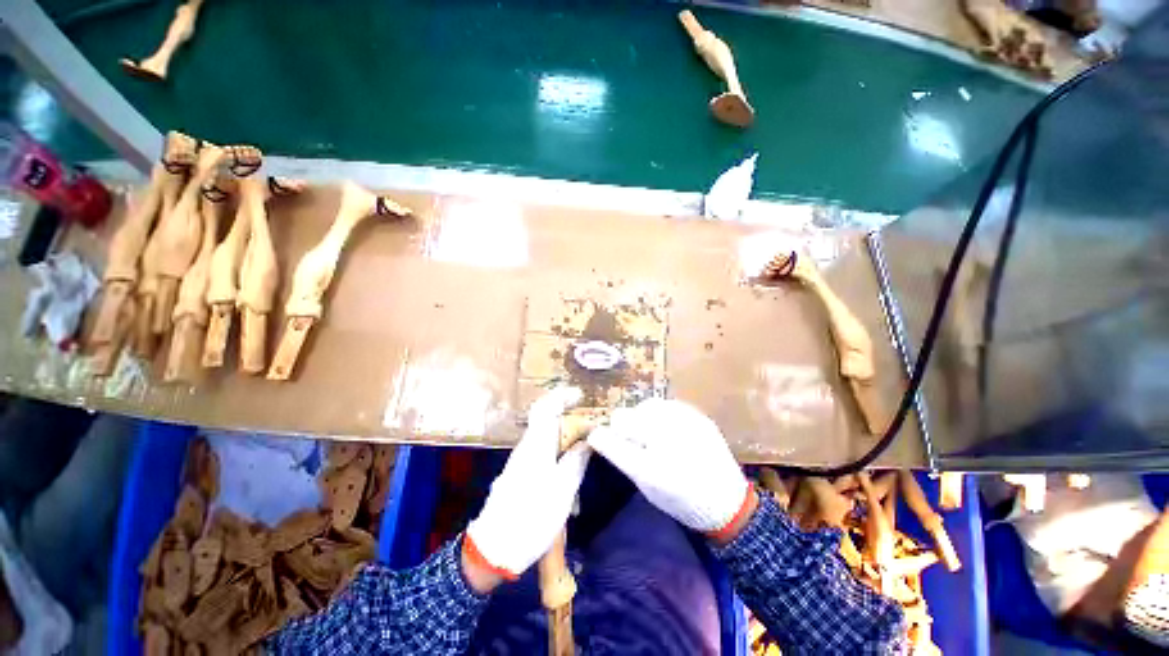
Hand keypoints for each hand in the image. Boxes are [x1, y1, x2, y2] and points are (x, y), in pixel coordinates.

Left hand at [464, 387, 590, 586]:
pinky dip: (558, 455)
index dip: (562, 396)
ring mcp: (521, 462)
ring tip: (584, 452)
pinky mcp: (519, 475)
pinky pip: (542, 455)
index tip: (580, 396)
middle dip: (569, 419)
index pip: (545, 407)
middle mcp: (526, 447)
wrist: (494, 549)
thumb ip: (576, 460)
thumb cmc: (532, 516)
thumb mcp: (563, 490)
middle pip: (547, 421)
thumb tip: (588, 440)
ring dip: (565, 440)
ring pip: (546, 440)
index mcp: (536, 445)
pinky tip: (569, 475)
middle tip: (591, 427)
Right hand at [588, 399, 751, 538]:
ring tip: (651, 432)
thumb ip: (622, 457)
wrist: (727, 502)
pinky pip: (666, 405)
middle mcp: (665, 441)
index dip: (601, 436)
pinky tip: (668, 427)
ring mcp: (684, 424)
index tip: (598, 437)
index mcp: (650, 468)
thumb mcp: (646, 486)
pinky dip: (661, 414)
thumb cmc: (681, 501)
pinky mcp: (698, 416)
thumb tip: (601, 434)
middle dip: (622, 427)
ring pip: (644, 406)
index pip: (611, 440)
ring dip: (641, 417)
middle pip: (624, 416)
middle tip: (632, 439)